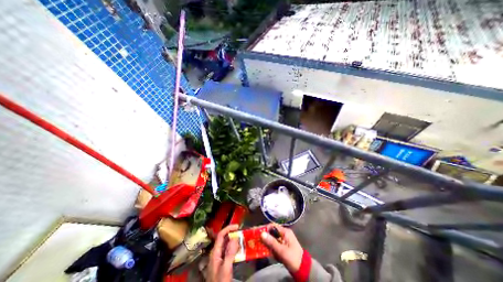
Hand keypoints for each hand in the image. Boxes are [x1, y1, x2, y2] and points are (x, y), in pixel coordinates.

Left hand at [209, 225, 238, 281]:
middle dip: (233, 234)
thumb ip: (230, 253)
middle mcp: (216, 253)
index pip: (221, 235)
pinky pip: (229, 252)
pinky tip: (240, 250)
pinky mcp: (223, 263)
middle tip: (242, 233)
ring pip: (227, 245)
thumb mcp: (225, 268)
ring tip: (243, 240)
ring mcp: (219, 258)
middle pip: (224, 239)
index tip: (237, 226)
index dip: (228, 228)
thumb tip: (235, 237)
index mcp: (215, 252)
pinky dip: (235, 248)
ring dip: (235, 241)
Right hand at [259, 225, 302, 272]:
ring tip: (258, 244)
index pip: (273, 226)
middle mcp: (284, 234)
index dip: (265, 228)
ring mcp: (283, 240)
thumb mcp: (282, 251)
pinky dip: (270, 247)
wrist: (303, 270)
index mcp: (285, 232)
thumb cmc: (293, 258)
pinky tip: (265, 250)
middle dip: (264, 236)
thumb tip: (261, 234)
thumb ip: (272, 242)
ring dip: (266, 242)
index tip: (257, 231)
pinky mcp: (282, 247)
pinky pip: (274, 244)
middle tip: (256, 238)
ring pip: (272, 239)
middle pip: (272, 232)